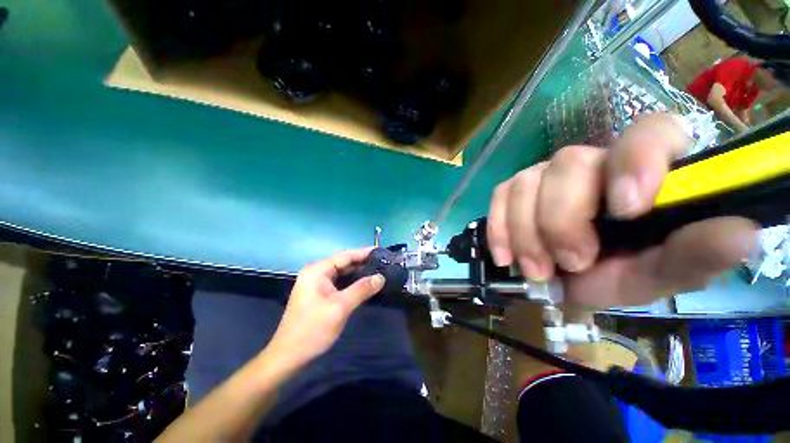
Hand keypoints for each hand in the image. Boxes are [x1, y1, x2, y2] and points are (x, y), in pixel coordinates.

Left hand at [265, 248, 384, 370]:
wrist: (289, 356)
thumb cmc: (313, 329)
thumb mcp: (340, 307)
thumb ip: (361, 289)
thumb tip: (381, 277)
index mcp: (317, 270)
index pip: (345, 255)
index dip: (364, 252)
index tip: (382, 251)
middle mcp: (316, 272)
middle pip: (344, 262)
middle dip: (363, 262)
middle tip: (383, 262)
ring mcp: (317, 283)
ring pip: (342, 272)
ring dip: (359, 272)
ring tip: (378, 270)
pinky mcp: (319, 293)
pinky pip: (340, 282)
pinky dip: (353, 282)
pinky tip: (365, 283)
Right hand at [487, 113, 757, 306]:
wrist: (569, 280)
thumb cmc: (620, 273)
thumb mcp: (660, 273)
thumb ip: (695, 255)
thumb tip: (743, 232)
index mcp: (644, 171)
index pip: (647, 133)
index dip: (635, 161)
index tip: (625, 209)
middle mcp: (591, 162)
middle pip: (567, 164)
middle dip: (562, 220)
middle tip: (571, 262)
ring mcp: (545, 174)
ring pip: (526, 182)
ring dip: (527, 233)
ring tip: (536, 269)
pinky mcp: (513, 190)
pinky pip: (499, 196)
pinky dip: (499, 228)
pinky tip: (506, 256)